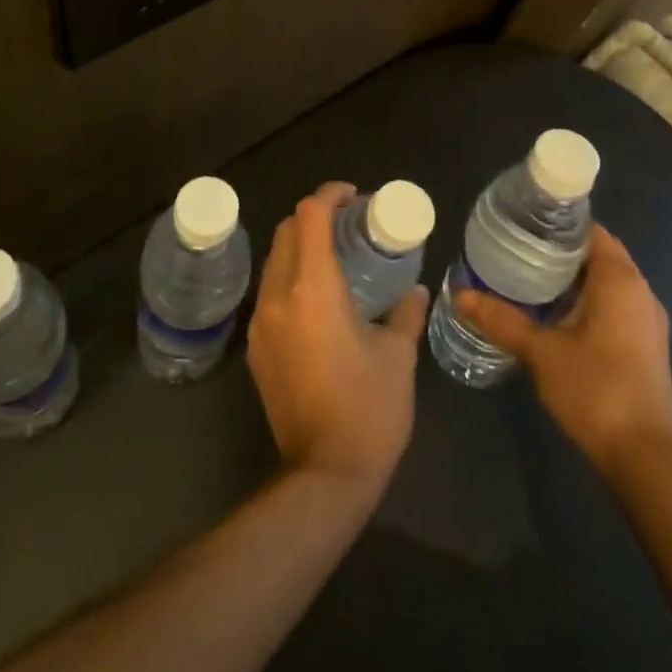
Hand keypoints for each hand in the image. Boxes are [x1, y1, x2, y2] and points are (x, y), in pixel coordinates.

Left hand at [247, 183, 428, 497]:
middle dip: (314, 216)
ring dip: (300, 246)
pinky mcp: (255, 348)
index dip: (330, 195)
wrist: (324, 476)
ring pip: (274, 261)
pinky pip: (269, 292)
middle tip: (348, 224)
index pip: (310, 215)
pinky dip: (290, 277)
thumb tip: (416, 289)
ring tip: (334, 256)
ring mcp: (260, 322)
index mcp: (313, 288)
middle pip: (286, 230)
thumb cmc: (369, 410)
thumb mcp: (398, 356)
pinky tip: (317, 298)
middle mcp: (279, 295)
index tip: (354, 196)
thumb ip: (406, 312)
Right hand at [456, 225, 671, 467]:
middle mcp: (641, 293)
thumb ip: (501, 320)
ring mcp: (648, 322)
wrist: (645, 459)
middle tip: (518, 252)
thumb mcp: (541, 352)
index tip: (525, 226)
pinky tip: (556, 317)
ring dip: (575, 279)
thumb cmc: (595, 390)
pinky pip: (616, 306)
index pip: (592, 231)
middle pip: (599, 254)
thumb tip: (460, 295)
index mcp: (620, 281)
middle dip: (561, 252)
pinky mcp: (647, 347)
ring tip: (530, 280)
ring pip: (608, 283)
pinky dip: (589, 301)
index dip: (559, 225)